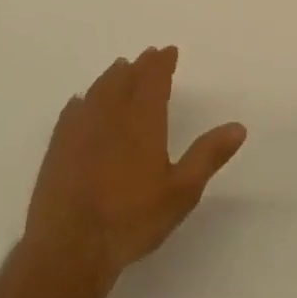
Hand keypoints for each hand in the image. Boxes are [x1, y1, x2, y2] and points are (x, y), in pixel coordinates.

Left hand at [23, 46, 246, 292]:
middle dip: (139, 66)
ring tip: (119, 69)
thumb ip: (208, 155)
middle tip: (147, 57)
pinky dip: (83, 100)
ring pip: (98, 90)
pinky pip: (73, 111)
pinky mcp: (58, 147)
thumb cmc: (132, 218)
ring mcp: (80, 128)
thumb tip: (238, 127)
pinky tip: (81, 102)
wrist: (70, 246)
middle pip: (126, 79)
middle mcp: (111, 114)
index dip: (162, 63)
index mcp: (143, 119)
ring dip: (112, 77)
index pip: (154, 79)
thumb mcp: (181, 191)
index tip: (168, 51)